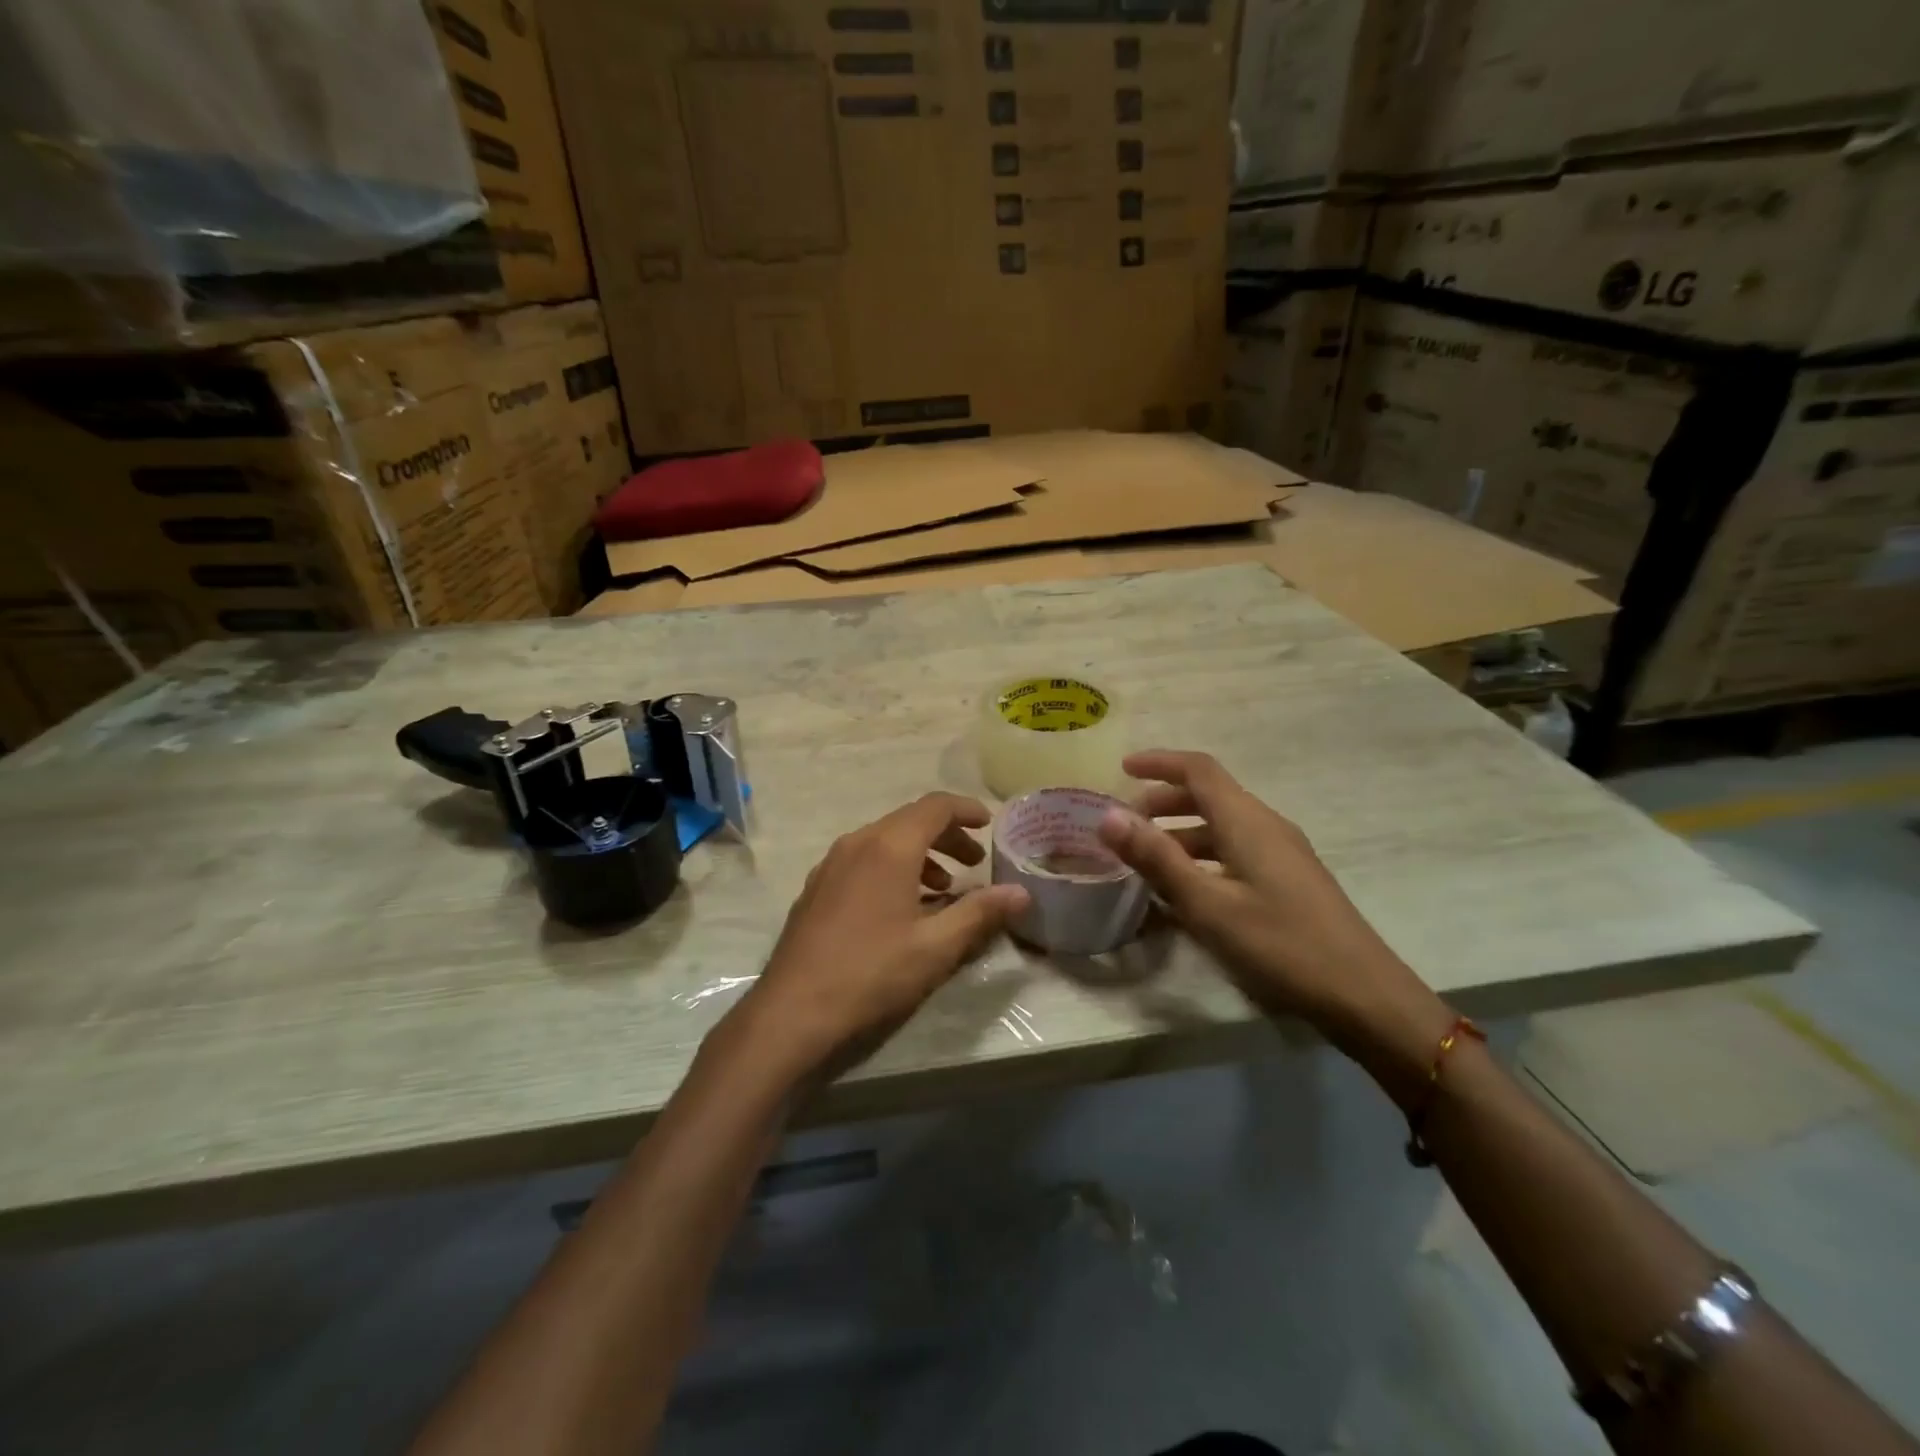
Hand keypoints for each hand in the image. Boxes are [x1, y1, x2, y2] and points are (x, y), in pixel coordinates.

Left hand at [726, 793, 1029, 1085]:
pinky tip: (902, 909)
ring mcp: (830, 865)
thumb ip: (981, 913)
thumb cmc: (871, 974)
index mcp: (888, 847)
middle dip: (947, 836)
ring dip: (920, 855)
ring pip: (884, 842)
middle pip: (909, 821)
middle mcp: (856, 843)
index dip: (967, 810)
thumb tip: (1020, 892)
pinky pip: (863, 862)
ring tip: (943, 890)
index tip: (990, 825)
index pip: (935, 806)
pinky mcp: (815, 890)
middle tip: (975, 864)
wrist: (791, 1014)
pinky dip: (892, 869)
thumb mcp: (936, 947)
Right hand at [1098, 750, 1448, 1065]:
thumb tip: (1108, 815)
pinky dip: (1202, 858)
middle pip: (1209, 795)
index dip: (1159, 763)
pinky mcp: (1289, 881)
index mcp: (1246, 821)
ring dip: (1180, 833)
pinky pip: (1235, 852)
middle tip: (1126, 824)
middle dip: (1163, 801)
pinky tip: (1186, 892)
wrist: (1363, 995)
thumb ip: (1157, 858)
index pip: (1198, 769)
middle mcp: (1266, 826)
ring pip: (1221, 827)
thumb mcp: (1207, 905)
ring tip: (1146, 861)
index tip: (1121, 769)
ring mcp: (1282, 854)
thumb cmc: (1280, 944)